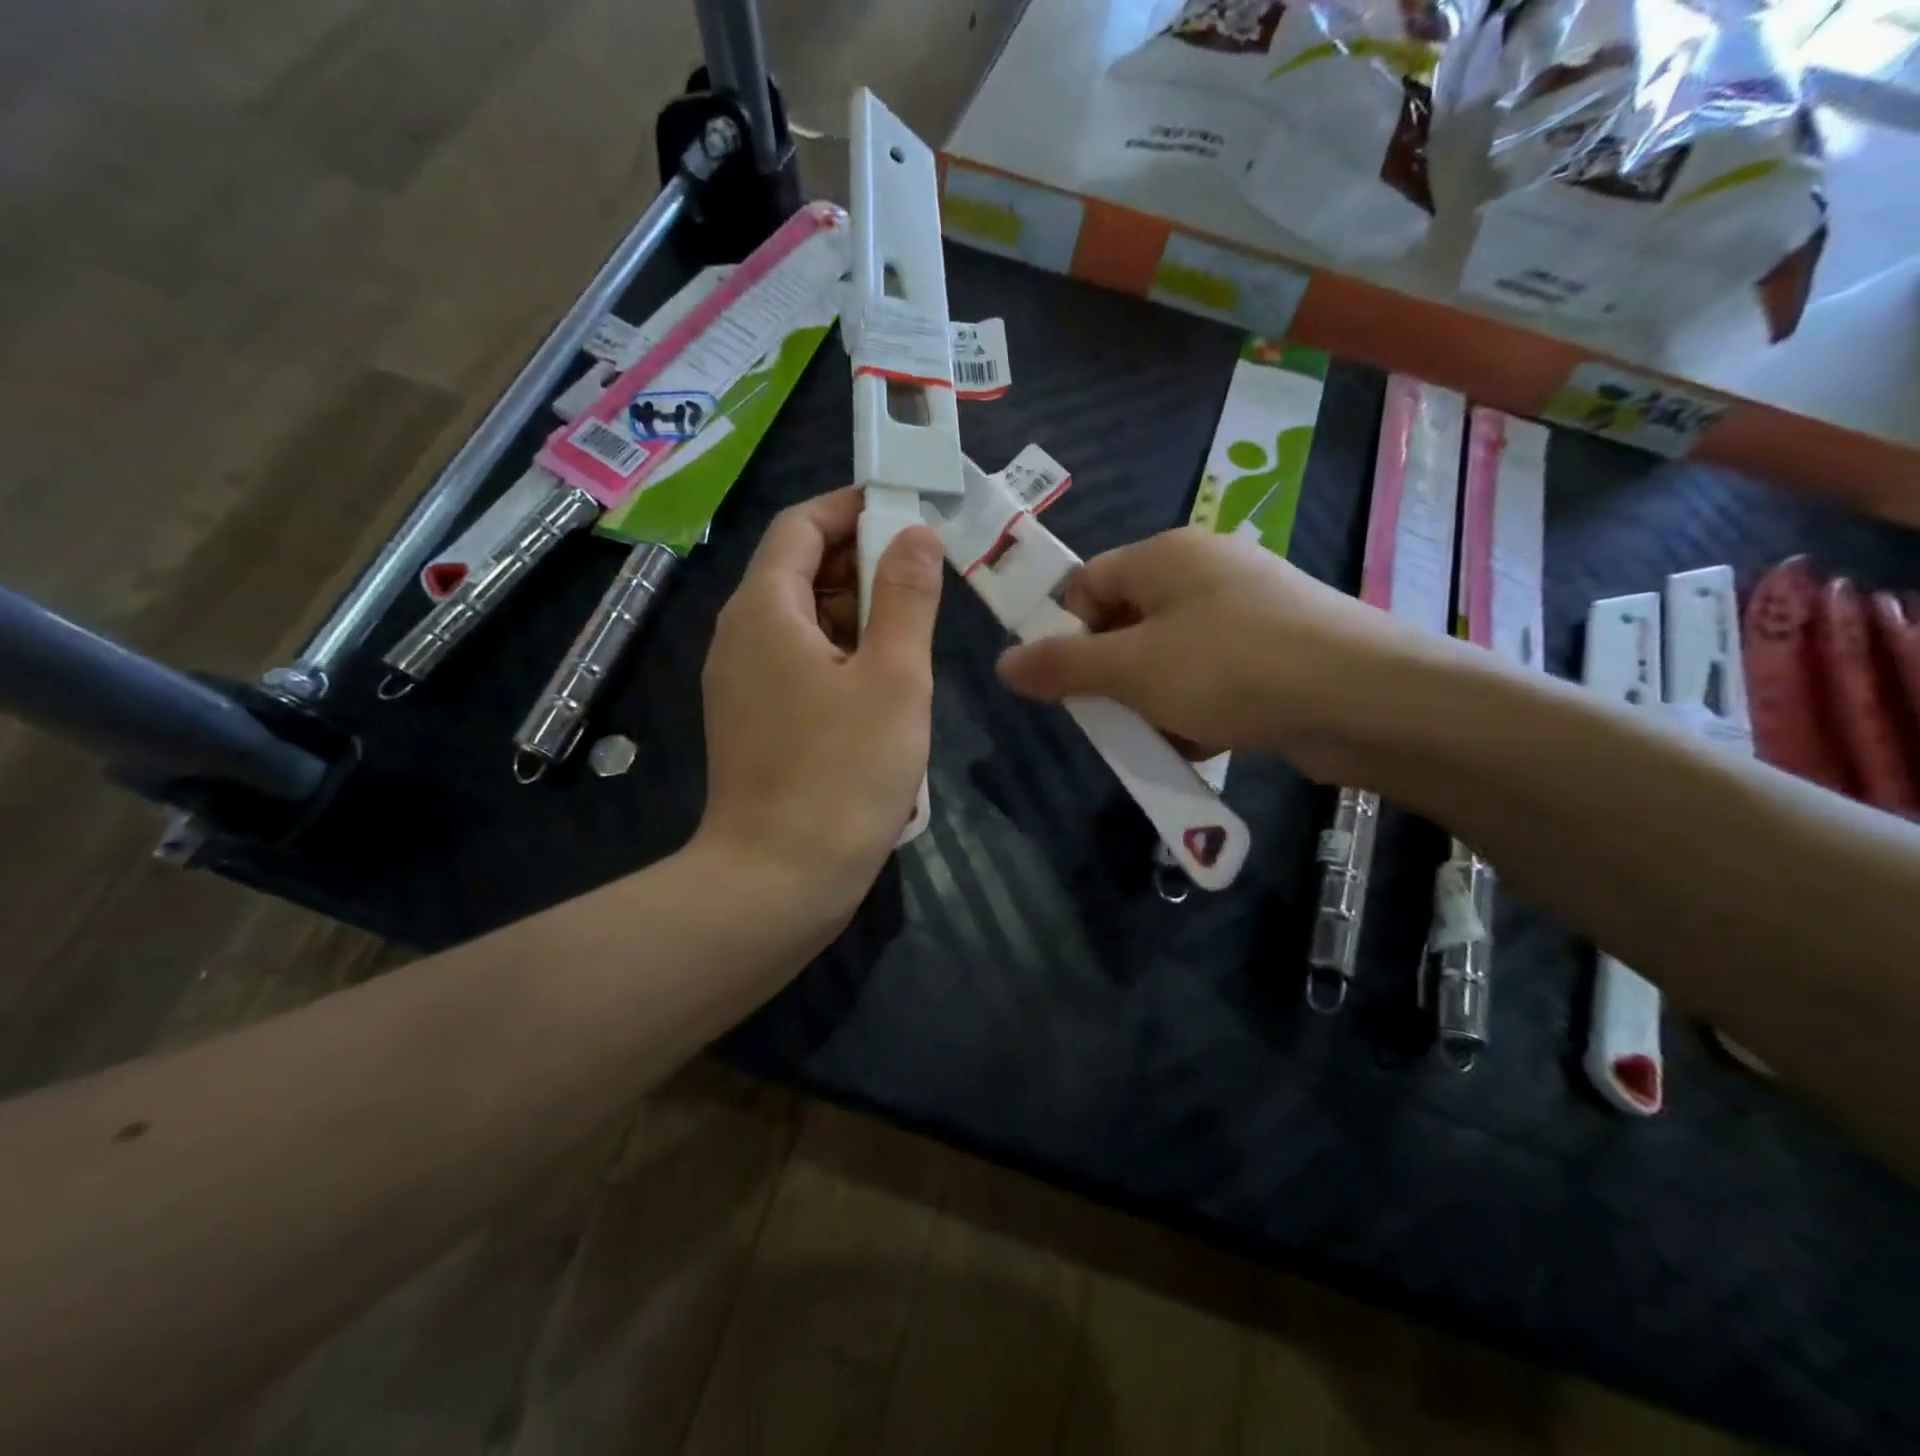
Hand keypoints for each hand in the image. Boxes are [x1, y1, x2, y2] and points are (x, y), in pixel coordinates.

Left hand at [696, 488, 942, 920]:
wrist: (778, 880)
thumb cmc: (844, 773)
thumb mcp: (894, 677)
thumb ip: (906, 597)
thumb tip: (915, 533)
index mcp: (764, 610)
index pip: (800, 525)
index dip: (853, 509)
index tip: (909, 516)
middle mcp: (740, 636)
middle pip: (798, 570)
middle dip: (861, 563)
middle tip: (925, 581)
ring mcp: (741, 683)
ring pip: (801, 622)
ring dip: (856, 614)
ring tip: (913, 635)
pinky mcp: (752, 722)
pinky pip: (797, 664)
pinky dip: (839, 656)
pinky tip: (881, 687)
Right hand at [996, 527, 1441, 783]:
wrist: (1364, 699)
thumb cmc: (1230, 668)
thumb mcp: (1132, 670)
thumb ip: (1063, 667)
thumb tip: (1003, 663)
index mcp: (1166, 555)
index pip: (1088, 582)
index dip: (1065, 630)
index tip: (1062, 682)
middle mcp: (1205, 572)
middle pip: (1128, 621)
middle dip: (1113, 675)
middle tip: (1110, 716)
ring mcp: (1246, 610)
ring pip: (1170, 656)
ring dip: (1155, 700)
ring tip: (1162, 736)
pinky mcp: (1277, 650)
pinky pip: (1213, 676)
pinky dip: (1198, 708)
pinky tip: (1204, 740)